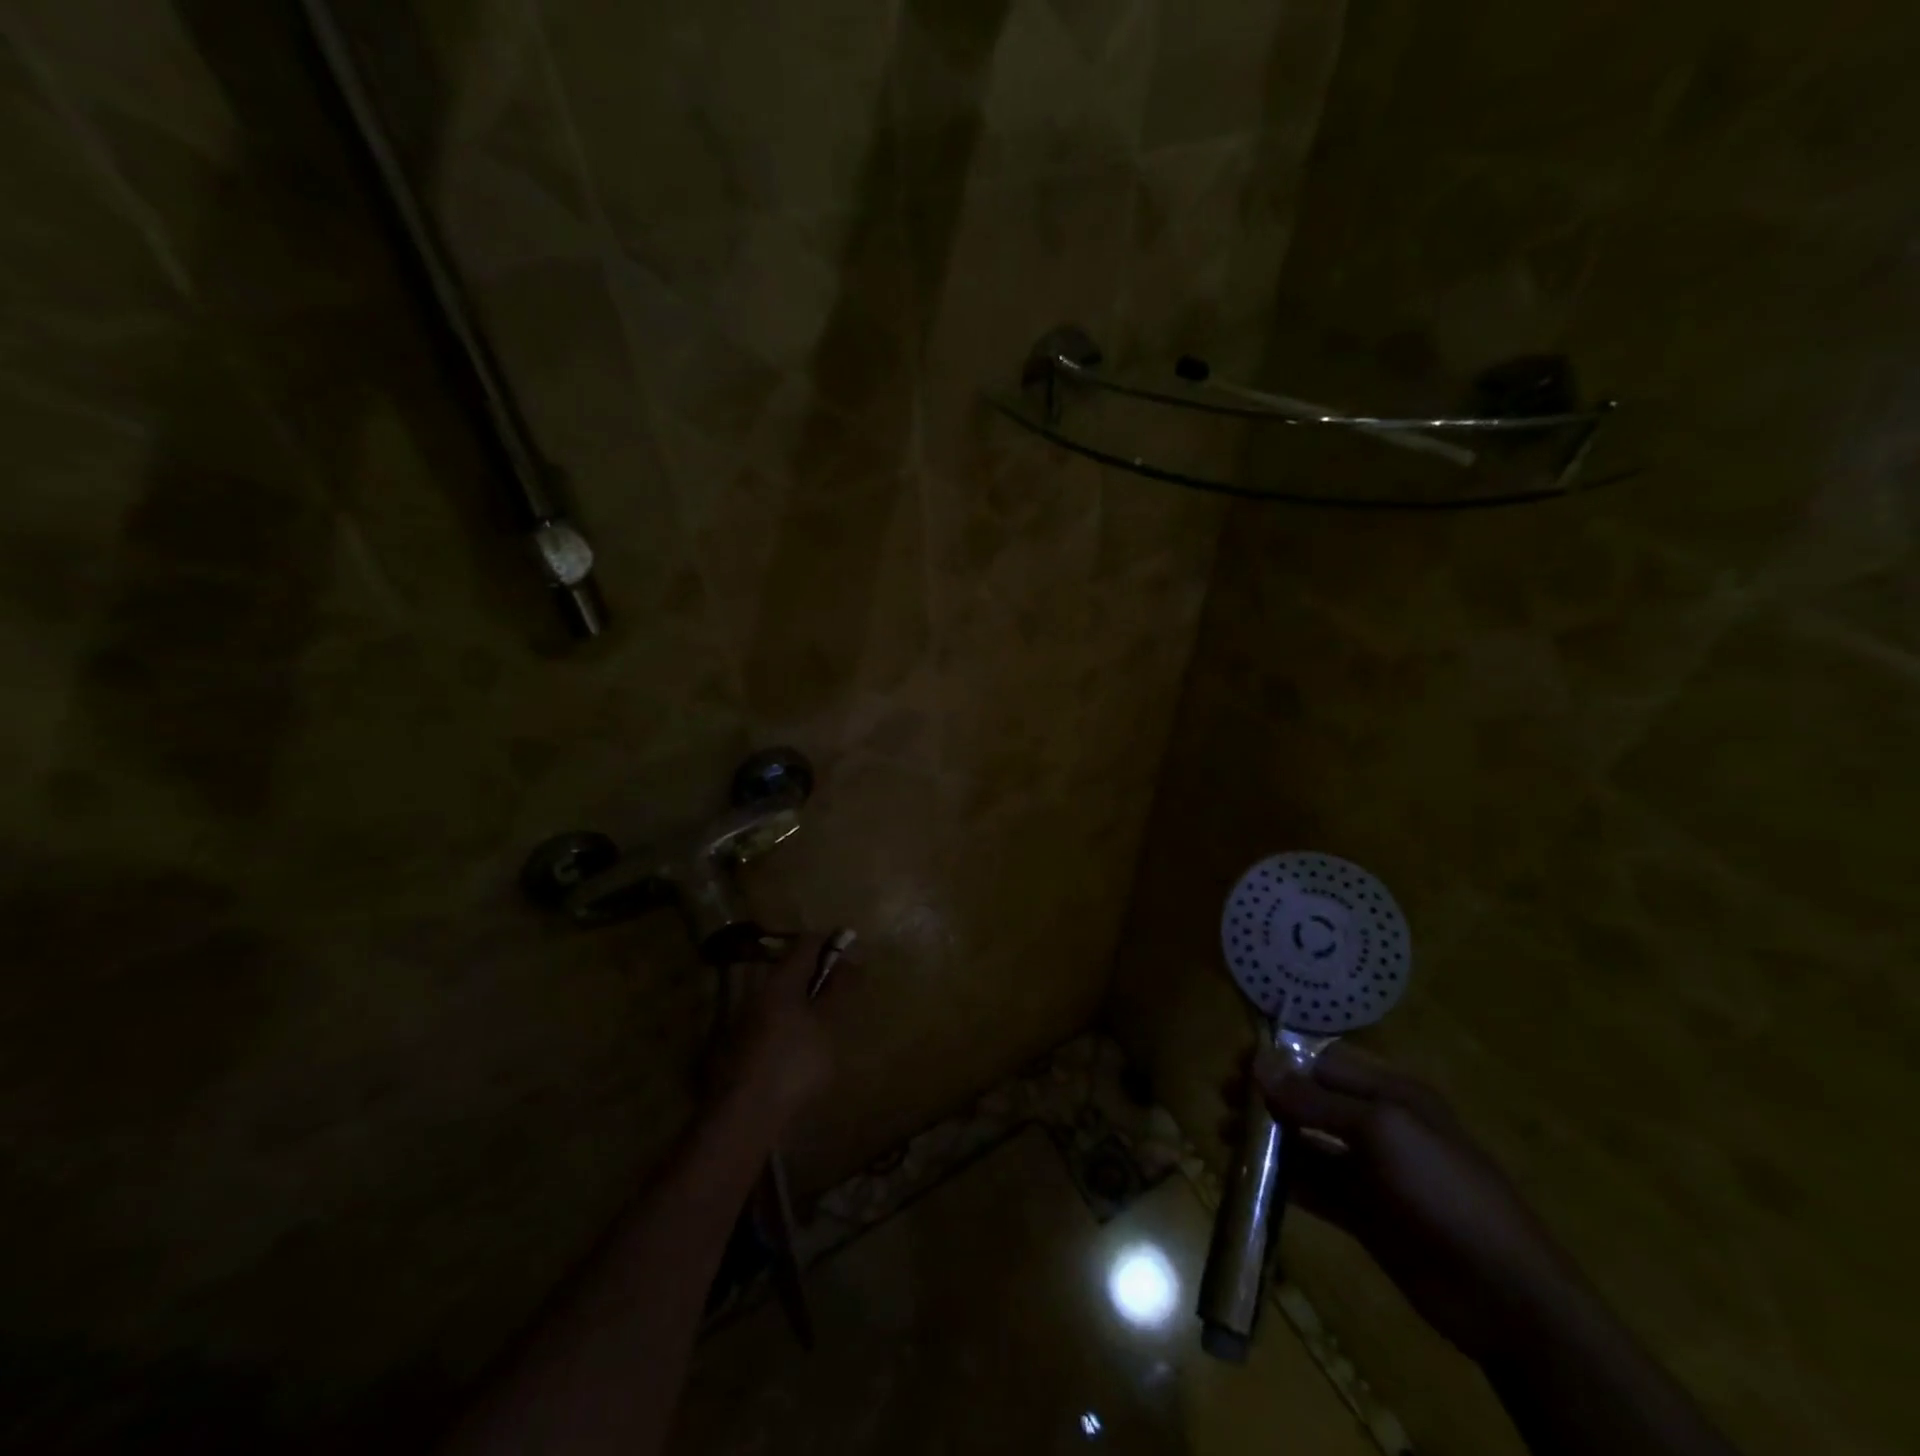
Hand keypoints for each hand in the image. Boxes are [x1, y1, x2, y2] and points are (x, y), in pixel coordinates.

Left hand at [706, 932, 842, 1128]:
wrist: (743, 1118)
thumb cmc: (793, 1063)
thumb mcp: (827, 1023)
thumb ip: (840, 987)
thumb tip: (853, 953)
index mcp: (781, 979)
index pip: (808, 942)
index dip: (833, 945)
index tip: (855, 960)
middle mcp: (759, 991)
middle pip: (793, 968)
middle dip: (820, 976)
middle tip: (845, 996)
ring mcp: (746, 1019)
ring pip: (783, 996)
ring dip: (806, 1002)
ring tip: (829, 1025)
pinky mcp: (741, 1046)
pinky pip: (774, 1021)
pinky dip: (793, 1025)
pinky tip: (803, 1050)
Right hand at [1245, 1043, 1585, 1363]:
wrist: (1505, 1294)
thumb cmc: (1443, 1189)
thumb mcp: (1380, 1130)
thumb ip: (1315, 1100)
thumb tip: (1258, 1065)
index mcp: (1390, 1093)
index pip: (1323, 1062)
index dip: (1280, 1060)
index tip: (1236, 1065)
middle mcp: (1378, 1124)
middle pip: (1311, 1100)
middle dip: (1267, 1096)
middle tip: (1223, 1100)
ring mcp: (1371, 1172)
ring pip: (1307, 1142)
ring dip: (1268, 1137)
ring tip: (1224, 1135)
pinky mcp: (1364, 1213)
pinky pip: (1314, 1186)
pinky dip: (1283, 1179)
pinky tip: (1250, 1177)